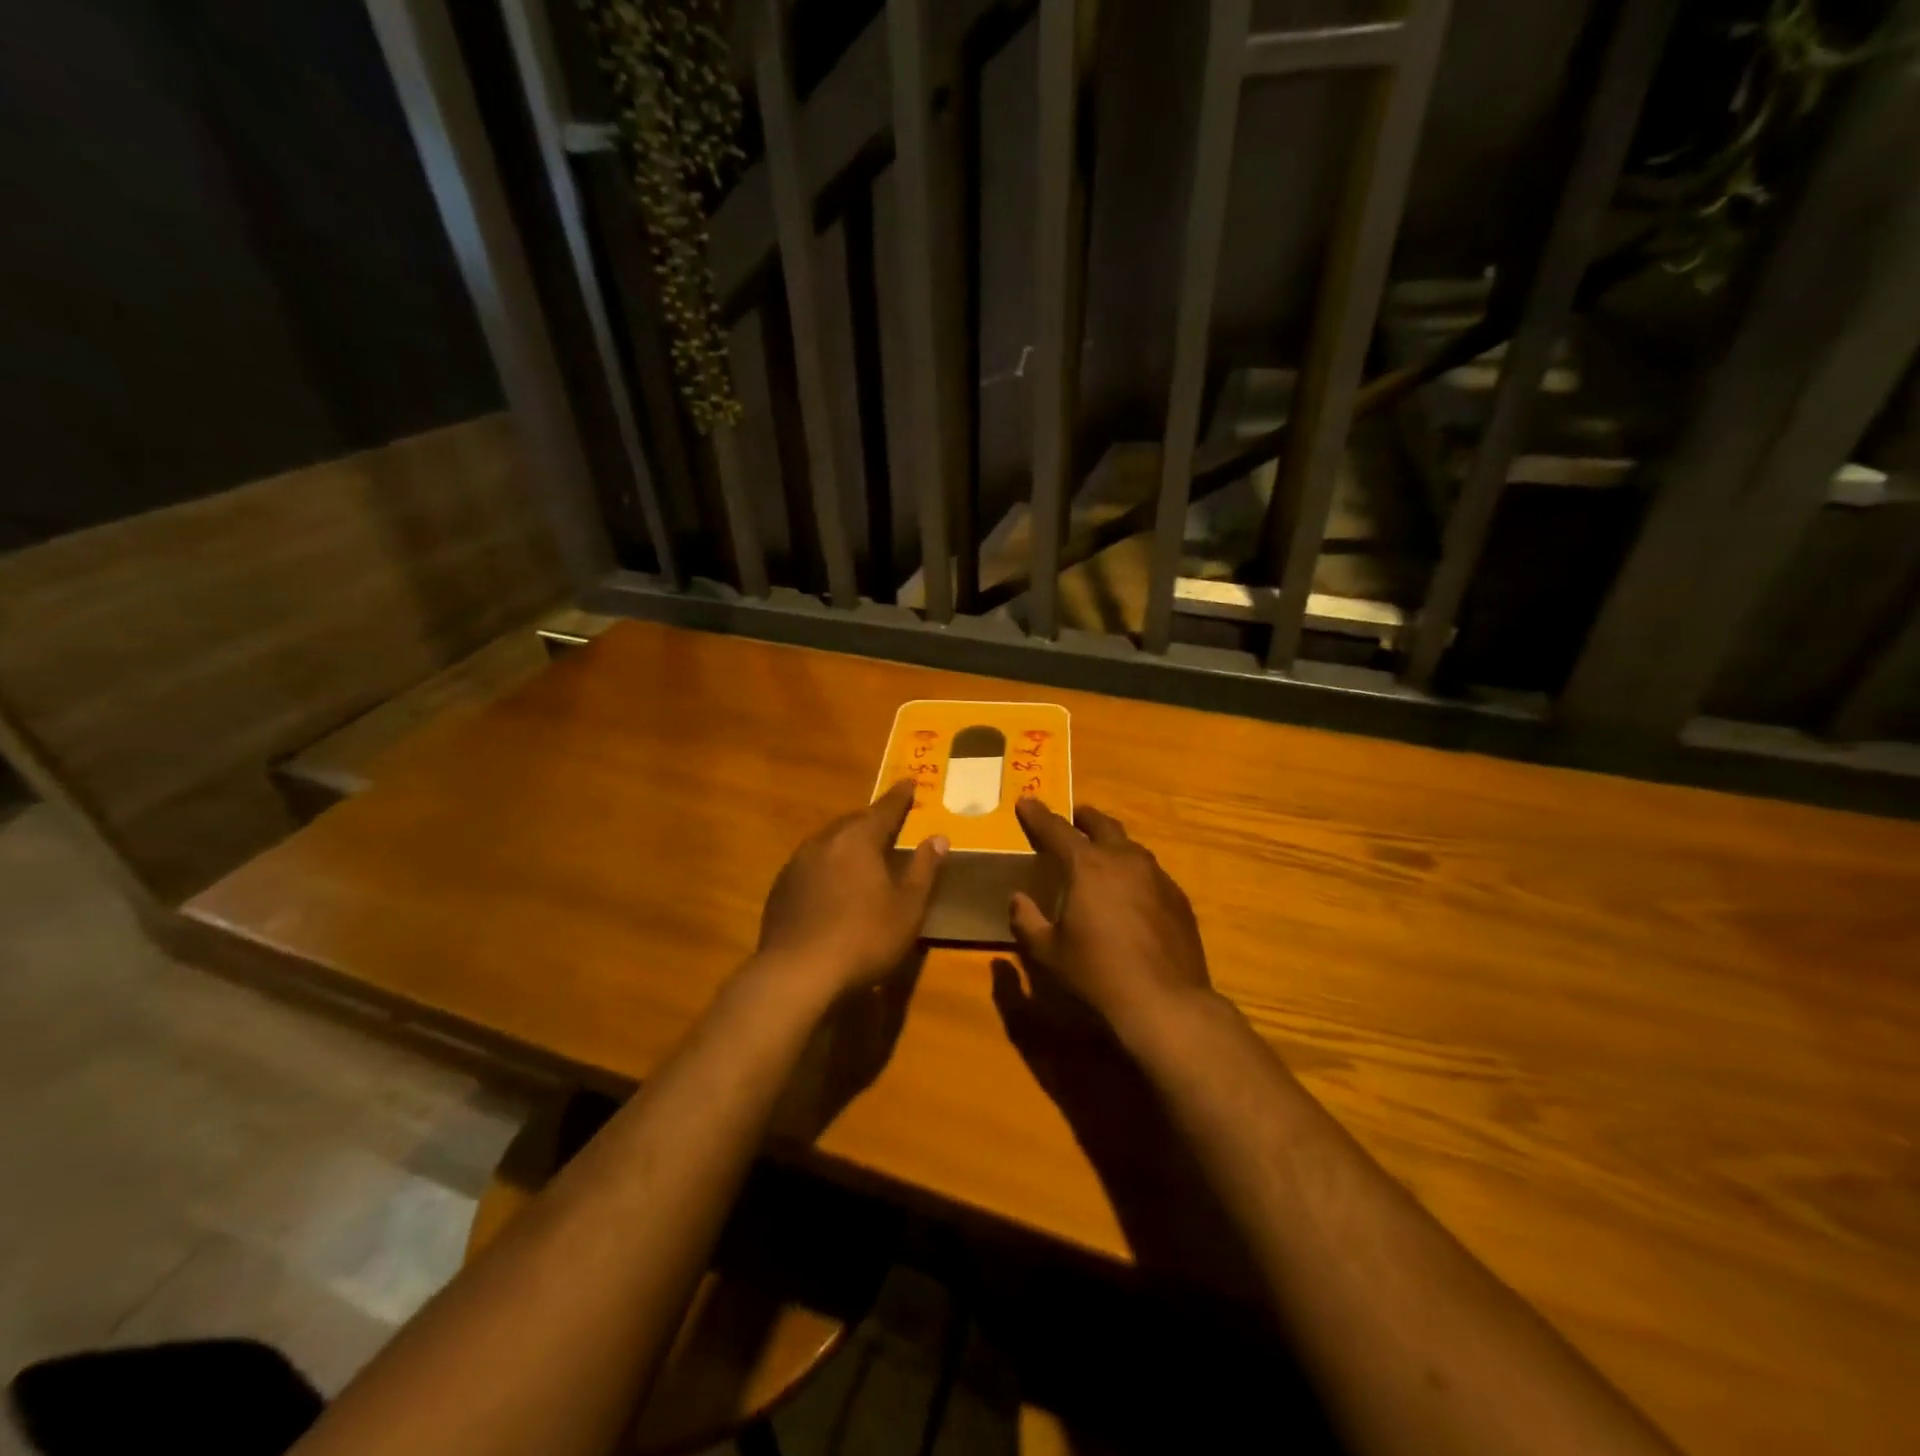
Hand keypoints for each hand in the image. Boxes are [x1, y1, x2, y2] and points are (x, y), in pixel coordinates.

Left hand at [754, 781, 947, 999]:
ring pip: (828, 843)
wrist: (797, 974)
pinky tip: (833, 887)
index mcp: (858, 839)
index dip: (900, 797)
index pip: (884, 809)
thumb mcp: (908, 907)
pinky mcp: (780, 890)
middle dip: (872, 820)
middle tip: (888, 822)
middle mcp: (824, 842)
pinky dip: (827, 867)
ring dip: (847, 844)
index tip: (909, 782)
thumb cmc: (864, 937)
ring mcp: (796, 865)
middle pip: (853, 822)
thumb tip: (938, 838)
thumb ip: (924, 869)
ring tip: (862, 855)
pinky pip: (811, 866)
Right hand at [1010, 798, 1213, 1034]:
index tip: (1026, 801)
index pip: (1057, 830)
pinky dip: (1134, 873)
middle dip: (1084, 818)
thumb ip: (1027, 920)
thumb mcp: (1049, 951)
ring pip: (1130, 847)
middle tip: (1072, 818)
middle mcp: (1125, 860)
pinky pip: (1151, 874)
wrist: (1165, 1001)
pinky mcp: (1178, 898)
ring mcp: (1157, 877)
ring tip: (1101, 855)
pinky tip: (1130, 894)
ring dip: (1112, 844)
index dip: (1038, 815)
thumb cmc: (1097, 973)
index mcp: (1088, 865)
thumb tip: (1018, 899)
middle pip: (1102, 825)